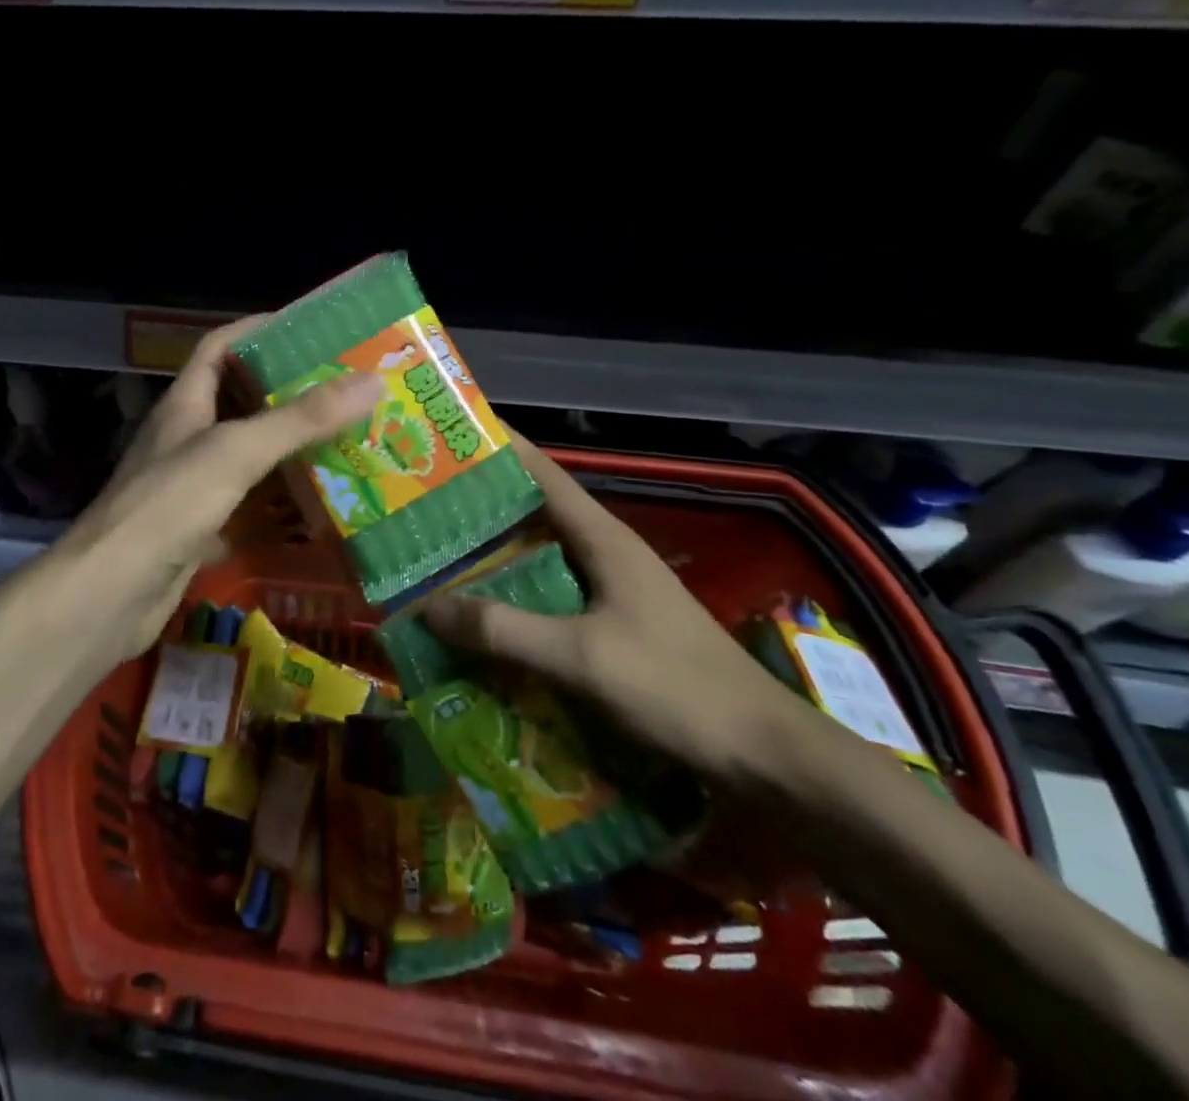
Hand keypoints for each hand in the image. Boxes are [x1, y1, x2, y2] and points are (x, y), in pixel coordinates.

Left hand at [59, 316, 381, 664]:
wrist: (108, 596)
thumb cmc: (167, 506)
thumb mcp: (235, 451)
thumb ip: (300, 419)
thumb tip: (370, 381)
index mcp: (186, 404)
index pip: (220, 347)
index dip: (259, 330)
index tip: (311, 330)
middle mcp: (189, 439)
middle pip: (243, 404)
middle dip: (293, 397)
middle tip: (350, 394)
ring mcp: (194, 488)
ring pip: (251, 460)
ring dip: (293, 454)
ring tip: (351, 447)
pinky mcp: (202, 532)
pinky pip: (251, 510)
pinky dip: (283, 510)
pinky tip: (323, 513)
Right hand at [424, 432, 796, 776]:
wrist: (764, 755)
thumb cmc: (675, 689)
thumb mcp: (580, 657)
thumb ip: (503, 630)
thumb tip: (426, 608)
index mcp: (602, 538)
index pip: (542, 472)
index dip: (499, 446)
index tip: (451, 433)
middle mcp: (606, 552)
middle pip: (535, 511)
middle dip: (482, 503)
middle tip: (424, 502)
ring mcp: (615, 588)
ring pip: (542, 555)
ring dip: (496, 553)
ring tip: (440, 555)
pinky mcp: (617, 624)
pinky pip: (552, 594)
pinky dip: (516, 594)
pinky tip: (486, 616)